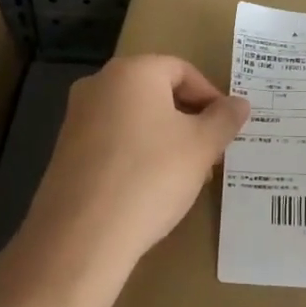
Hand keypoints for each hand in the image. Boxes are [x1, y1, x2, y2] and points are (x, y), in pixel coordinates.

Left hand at [17, 55, 249, 287]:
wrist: (82, 235)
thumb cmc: (150, 177)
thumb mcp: (201, 147)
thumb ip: (224, 119)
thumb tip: (240, 103)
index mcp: (133, 71)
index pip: (182, 70)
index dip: (210, 97)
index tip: (226, 128)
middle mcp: (99, 84)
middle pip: (156, 92)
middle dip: (189, 120)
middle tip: (211, 152)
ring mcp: (77, 117)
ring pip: (134, 118)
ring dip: (165, 139)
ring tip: (186, 175)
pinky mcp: (65, 150)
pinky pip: (112, 140)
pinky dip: (137, 154)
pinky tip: (151, 188)